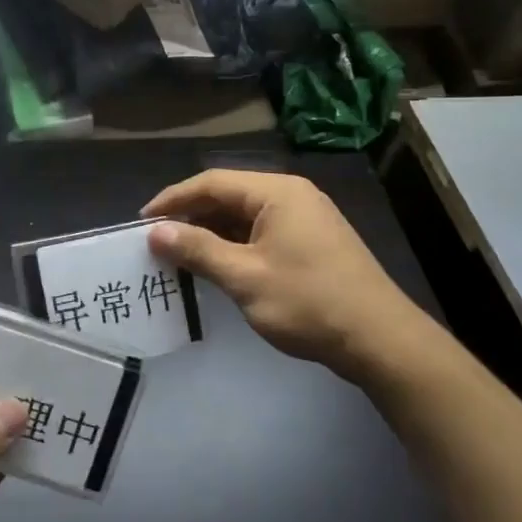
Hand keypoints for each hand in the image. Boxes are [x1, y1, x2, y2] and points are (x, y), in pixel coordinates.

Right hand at [143, 170, 429, 383]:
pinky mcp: (312, 242)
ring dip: (211, 232)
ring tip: (179, 255)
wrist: (380, 339)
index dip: (173, 199)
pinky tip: (217, 266)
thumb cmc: (308, 302)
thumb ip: (198, 250)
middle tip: (157, 240)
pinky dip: (235, 245)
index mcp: (277, 192)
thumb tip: (155, 232)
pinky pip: (262, 233)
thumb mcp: (245, 277)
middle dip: (191, 216)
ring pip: (245, 216)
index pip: (212, 182)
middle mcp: (292, 195)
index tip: (142, 221)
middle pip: (229, 195)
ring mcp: (306, 219)